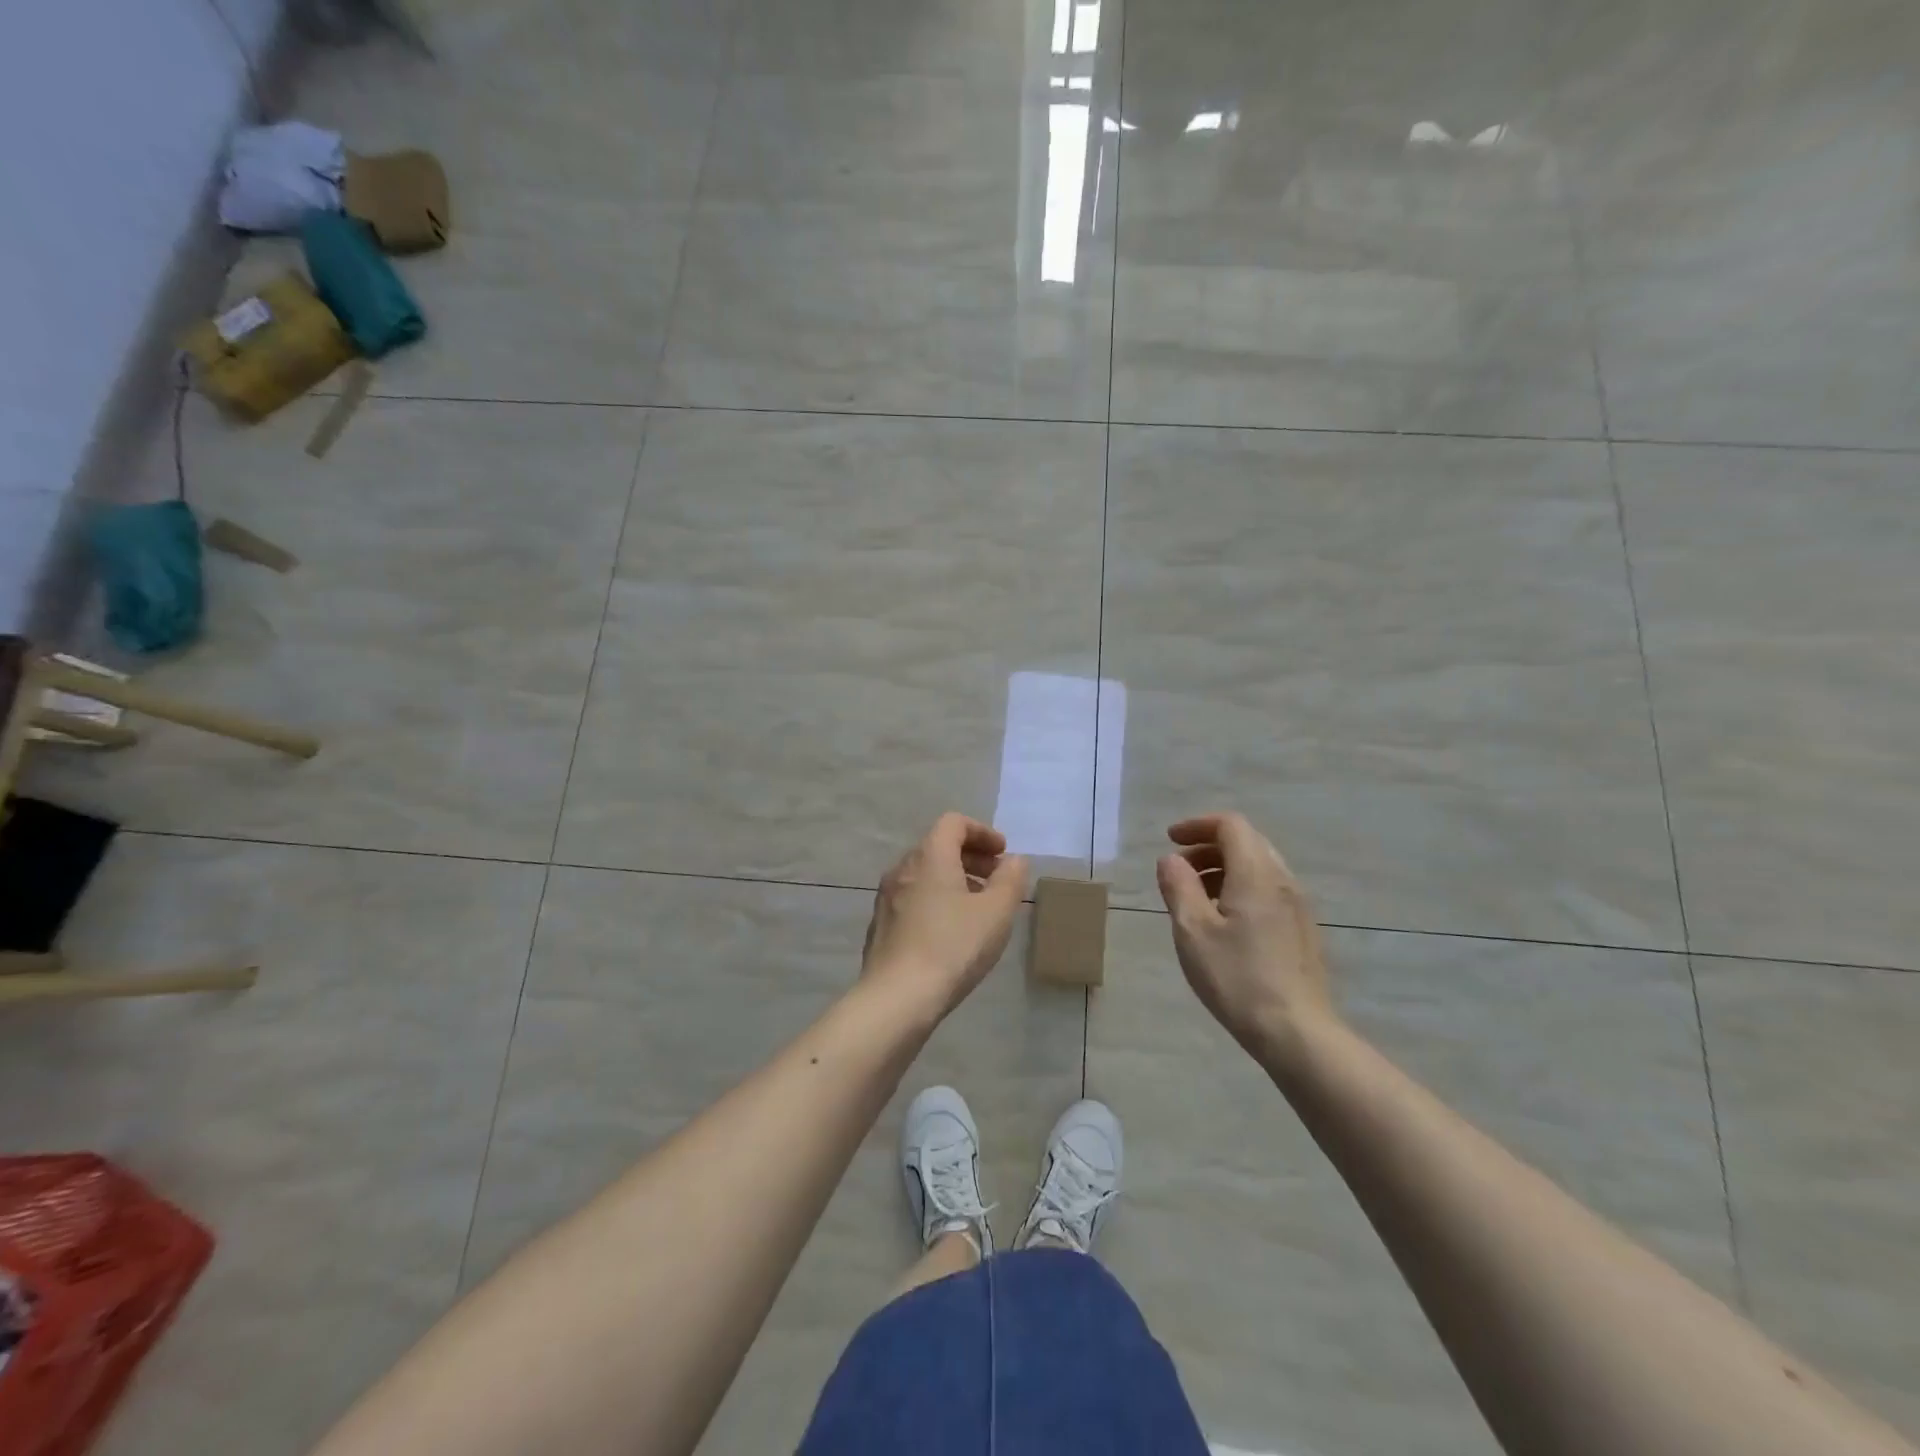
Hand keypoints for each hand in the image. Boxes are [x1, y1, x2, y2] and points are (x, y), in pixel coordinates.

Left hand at [861, 814, 1029, 1020]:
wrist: (897, 997)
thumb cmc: (953, 946)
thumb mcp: (996, 912)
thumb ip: (1010, 880)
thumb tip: (1014, 861)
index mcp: (929, 855)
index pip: (954, 823)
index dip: (982, 832)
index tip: (1003, 853)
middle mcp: (903, 868)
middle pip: (938, 846)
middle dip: (971, 857)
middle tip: (997, 879)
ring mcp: (887, 897)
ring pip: (925, 874)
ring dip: (955, 880)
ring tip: (979, 908)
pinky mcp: (881, 924)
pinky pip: (913, 897)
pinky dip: (937, 899)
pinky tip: (952, 931)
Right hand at [1155, 812, 1335, 1058]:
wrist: (1297, 1033)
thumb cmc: (1237, 978)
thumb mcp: (1192, 931)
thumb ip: (1178, 887)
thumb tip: (1170, 860)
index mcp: (1256, 874)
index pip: (1231, 826)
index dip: (1197, 825)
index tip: (1170, 841)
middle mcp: (1282, 881)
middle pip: (1247, 842)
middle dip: (1208, 847)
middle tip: (1178, 870)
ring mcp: (1298, 907)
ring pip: (1258, 867)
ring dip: (1223, 869)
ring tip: (1195, 898)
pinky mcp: (1302, 930)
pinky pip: (1268, 890)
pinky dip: (1240, 888)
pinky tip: (1223, 922)